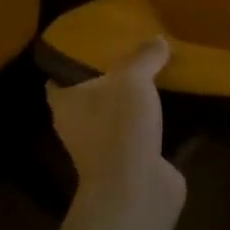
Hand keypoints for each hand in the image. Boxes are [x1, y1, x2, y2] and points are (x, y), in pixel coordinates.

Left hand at [47, 37, 184, 216]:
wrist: (136, 190)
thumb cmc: (120, 127)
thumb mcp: (133, 79)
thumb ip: (144, 56)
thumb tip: (157, 39)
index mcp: (66, 104)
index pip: (58, 79)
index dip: (69, 62)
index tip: (89, 45)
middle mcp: (78, 127)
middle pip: (89, 97)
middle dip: (107, 79)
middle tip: (130, 54)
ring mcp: (104, 149)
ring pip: (115, 117)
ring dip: (131, 103)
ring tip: (154, 76)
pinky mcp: (129, 164)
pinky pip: (139, 136)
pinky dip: (152, 124)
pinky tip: (172, 107)